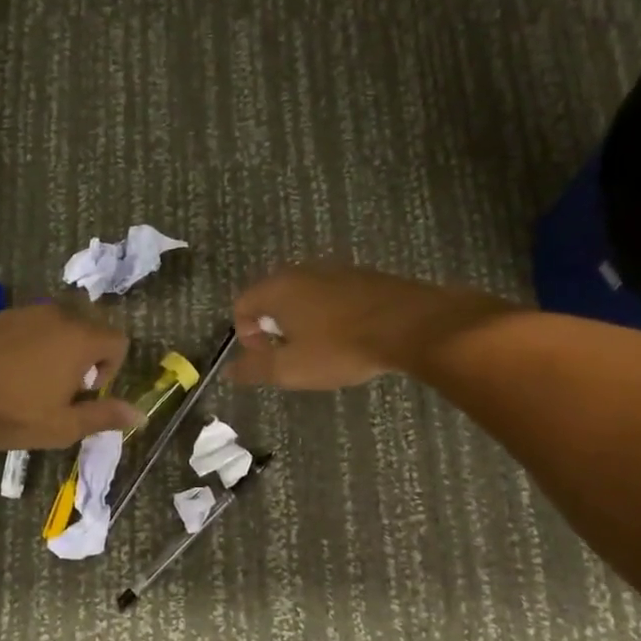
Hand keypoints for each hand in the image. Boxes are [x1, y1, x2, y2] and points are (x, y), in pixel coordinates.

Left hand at [0, 303, 141, 449]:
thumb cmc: (10, 415)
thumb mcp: (63, 425)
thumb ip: (105, 415)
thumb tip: (142, 414)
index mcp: (79, 338)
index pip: (118, 342)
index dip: (110, 371)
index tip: (83, 395)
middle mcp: (56, 315)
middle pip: (89, 330)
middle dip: (84, 359)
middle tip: (59, 392)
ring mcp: (24, 312)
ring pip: (58, 327)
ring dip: (58, 351)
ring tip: (32, 384)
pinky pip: (29, 327)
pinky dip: (31, 345)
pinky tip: (7, 373)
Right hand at [230, 263, 515, 388]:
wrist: (411, 325)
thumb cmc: (341, 348)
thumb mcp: (292, 368)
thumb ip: (255, 369)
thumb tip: (229, 371)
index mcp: (277, 288)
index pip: (242, 305)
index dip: (246, 335)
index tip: (266, 358)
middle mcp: (301, 271)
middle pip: (272, 298)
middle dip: (273, 328)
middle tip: (291, 356)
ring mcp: (335, 269)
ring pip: (304, 295)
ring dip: (303, 321)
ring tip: (320, 350)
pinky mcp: (363, 276)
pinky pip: (332, 295)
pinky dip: (329, 315)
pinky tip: (347, 337)